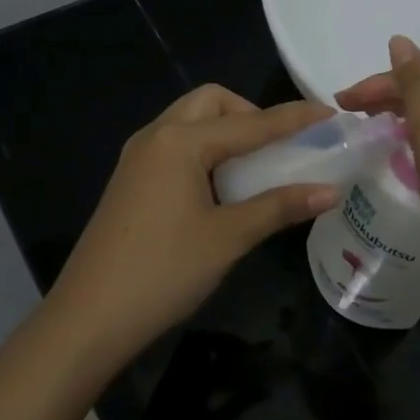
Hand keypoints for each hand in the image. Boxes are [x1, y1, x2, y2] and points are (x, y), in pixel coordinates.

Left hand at [43, 85, 338, 370]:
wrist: (89, 317)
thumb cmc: (164, 272)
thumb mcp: (228, 238)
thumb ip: (279, 207)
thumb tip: (330, 191)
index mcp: (181, 142)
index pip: (250, 123)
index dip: (294, 119)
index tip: (331, 114)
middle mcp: (156, 136)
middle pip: (211, 103)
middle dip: (250, 114)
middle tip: (279, 146)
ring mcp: (137, 157)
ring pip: (190, 122)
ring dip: (226, 131)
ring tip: (255, 166)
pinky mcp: (130, 180)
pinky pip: (175, 145)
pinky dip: (205, 150)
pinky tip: (220, 186)